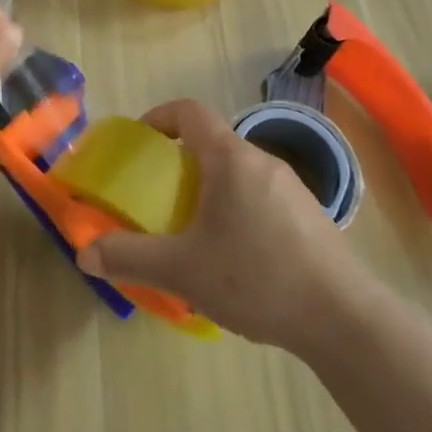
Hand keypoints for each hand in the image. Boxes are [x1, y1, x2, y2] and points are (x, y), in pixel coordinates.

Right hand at [77, 98, 364, 348]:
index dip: (158, 117)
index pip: (189, 112)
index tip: (140, 142)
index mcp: (230, 158)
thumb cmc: (257, 278)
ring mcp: (292, 188)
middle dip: (181, 162)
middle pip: (213, 143)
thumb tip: (86, 255)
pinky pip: (261, 196)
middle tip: (159, 197)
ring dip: (210, 188)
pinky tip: (237, 257)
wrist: (344, 319)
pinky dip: (237, 208)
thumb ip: (131, 258)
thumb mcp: (183, 270)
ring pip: (238, 172)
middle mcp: (262, 161)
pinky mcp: (311, 216)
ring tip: (194, 231)